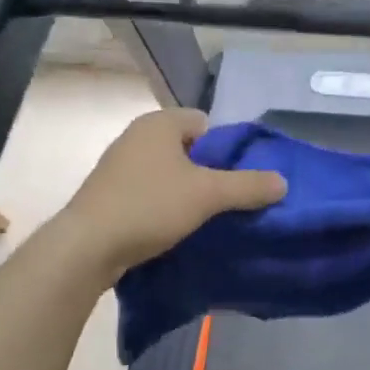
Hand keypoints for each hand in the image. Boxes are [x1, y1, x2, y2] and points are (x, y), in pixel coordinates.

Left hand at [62, 110, 285, 278]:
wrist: (87, 246)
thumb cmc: (149, 206)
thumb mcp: (207, 195)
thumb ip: (248, 186)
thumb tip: (282, 182)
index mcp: (159, 123)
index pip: (205, 123)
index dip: (224, 149)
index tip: (234, 179)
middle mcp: (136, 135)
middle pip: (188, 149)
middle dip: (207, 172)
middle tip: (223, 201)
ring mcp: (118, 164)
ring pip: (168, 172)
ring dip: (185, 191)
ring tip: (201, 218)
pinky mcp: (108, 192)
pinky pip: (148, 191)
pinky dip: (163, 205)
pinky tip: (171, 228)